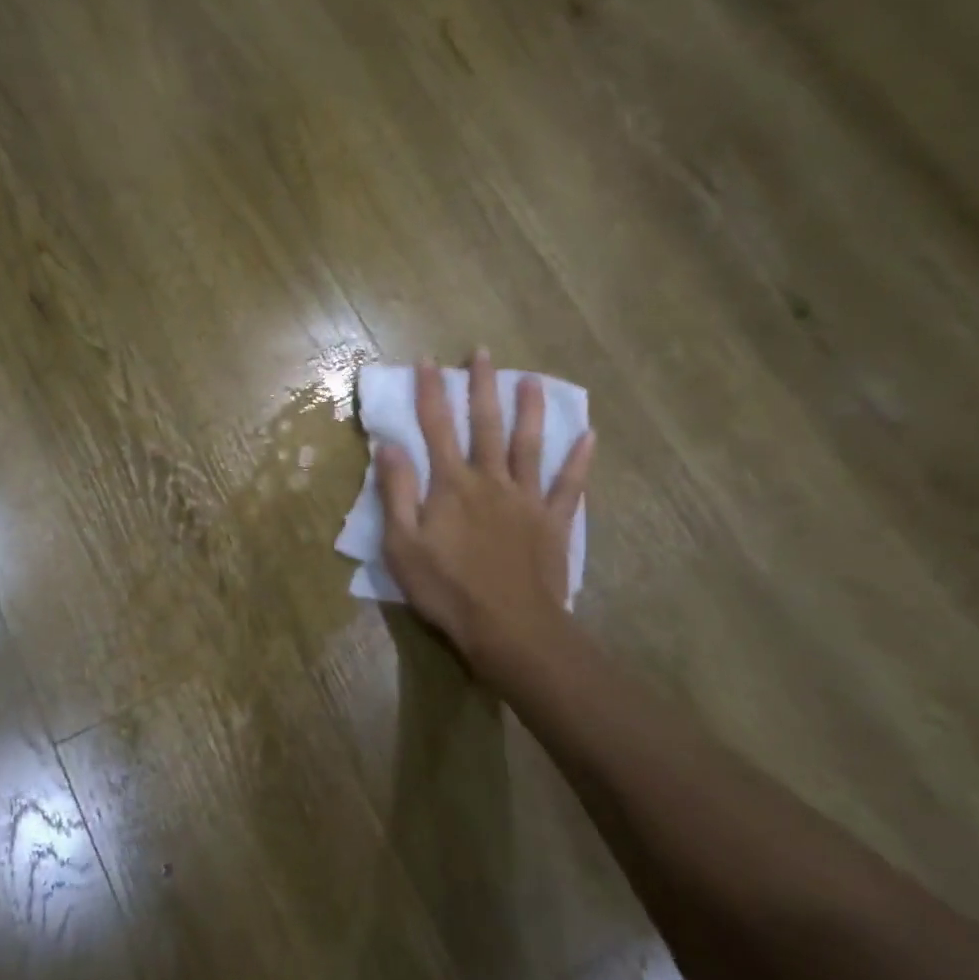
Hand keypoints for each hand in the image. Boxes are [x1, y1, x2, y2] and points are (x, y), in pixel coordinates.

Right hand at [376, 351, 595, 682]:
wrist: (508, 627)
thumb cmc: (447, 589)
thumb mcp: (402, 544)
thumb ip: (396, 492)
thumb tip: (389, 445)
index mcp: (451, 485)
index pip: (436, 428)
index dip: (430, 393)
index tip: (427, 361)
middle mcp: (491, 480)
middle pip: (486, 425)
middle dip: (481, 387)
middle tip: (483, 353)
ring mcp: (526, 499)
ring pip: (529, 445)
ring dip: (530, 410)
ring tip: (532, 379)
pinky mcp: (552, 522)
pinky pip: (569, 485)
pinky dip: (579, 460)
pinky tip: (589, 436)